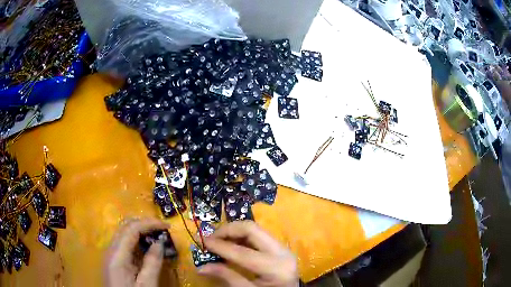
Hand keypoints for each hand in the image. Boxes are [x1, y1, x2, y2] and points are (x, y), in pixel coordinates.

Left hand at [104, 218, 169, 286]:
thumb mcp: (147, 285)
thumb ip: (153, 263)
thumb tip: (160, 242)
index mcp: (117, 255)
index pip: (131, 229)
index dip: (149, 223)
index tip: (167, 227)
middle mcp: (111, 250)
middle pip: (125, 227)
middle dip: (145, 224)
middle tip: (163, 230)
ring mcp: (111, 254)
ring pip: (124, 233)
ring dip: (141, 230)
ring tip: (158, 236)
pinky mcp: (114, 260)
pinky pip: (125, 243)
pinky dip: (137, 240)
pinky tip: (147, 247)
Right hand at [198, 221, 298, 286]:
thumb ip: (226, 277)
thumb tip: (201, 267)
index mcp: (275, 267)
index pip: (243, 252)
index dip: (220, 246)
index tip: (202, 240)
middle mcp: (282, 252)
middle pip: (252, 229)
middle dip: (227, 230)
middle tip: (211, 237)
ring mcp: (283, 248)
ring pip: (255, 229)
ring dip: (234, 232)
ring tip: (218, 240)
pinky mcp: (280, 247)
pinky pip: (259, 235)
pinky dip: (242, 237)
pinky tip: (231, 244)